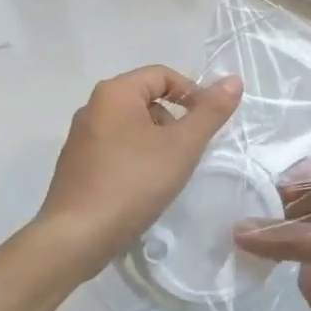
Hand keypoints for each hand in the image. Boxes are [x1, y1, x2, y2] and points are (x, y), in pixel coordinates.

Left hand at [35, 66, 243, 282]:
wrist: (77, 236)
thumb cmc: (133, 183)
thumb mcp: (182, 146)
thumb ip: (210, 112)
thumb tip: (233, 79)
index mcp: (114, 93)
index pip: (162, 75)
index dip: (192, 93)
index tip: (209, 124)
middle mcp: (92, 107)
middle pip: (146, 99)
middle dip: (174, 121)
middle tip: (190, 152)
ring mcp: (80, 138)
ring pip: (131, 126)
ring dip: (156, 142)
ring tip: (169, 173)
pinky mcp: (76, 165)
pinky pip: (115, 149)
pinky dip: (136, 159)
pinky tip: (144, 188)